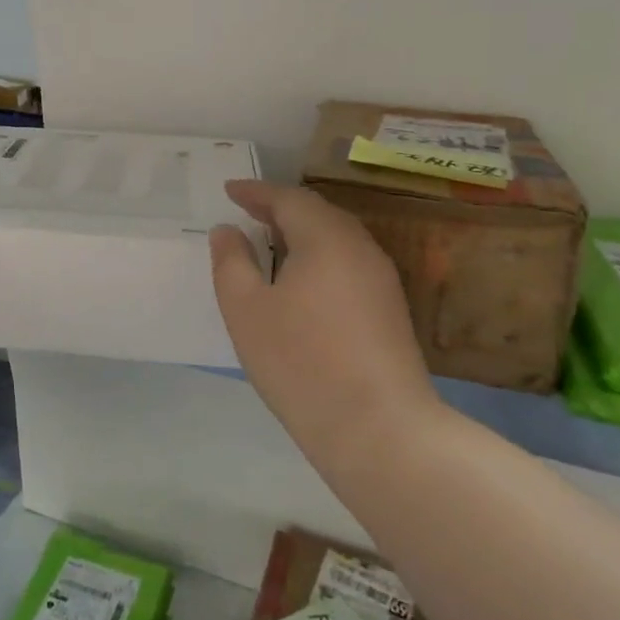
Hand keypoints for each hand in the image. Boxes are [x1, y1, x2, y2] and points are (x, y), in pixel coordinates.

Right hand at [209, 180, 438, 466]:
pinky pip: (348, 263)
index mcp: (326, 238)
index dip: (256, 191)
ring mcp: (382, 279)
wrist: (378, 429)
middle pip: (318, 213)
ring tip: (271, 242)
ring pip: (337, 239)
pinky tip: (303, 281)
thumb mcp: (246, 309)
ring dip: (302, 233)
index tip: (229, 190)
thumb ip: (231, 261)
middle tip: (249, 211)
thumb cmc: (301, 362)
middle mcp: (360, 248)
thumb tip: (227, 230)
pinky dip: (320, 257)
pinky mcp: (391, 309)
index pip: (288, 199)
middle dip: (281, 208)